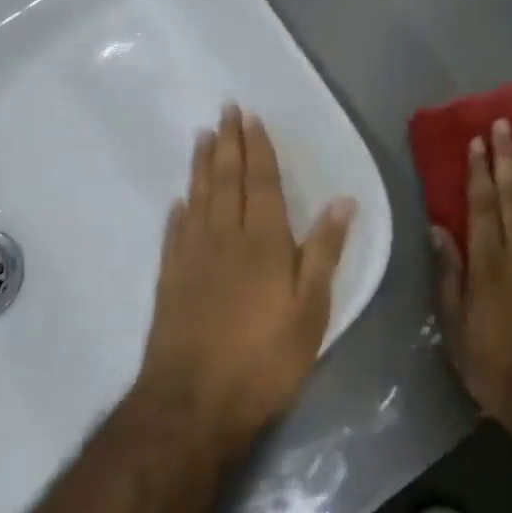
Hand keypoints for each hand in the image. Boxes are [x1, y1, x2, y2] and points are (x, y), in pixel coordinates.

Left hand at [140, 107, 355, 448]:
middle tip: (224, 111)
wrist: (195, 402)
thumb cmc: (265, 358)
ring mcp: (192, 257)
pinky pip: (175, 233)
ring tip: (202, 137)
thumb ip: (324, 252)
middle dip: (228, 143)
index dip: (257, 149)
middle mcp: (225, 238)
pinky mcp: (170, 279)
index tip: (250, 118)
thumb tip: (342, 201)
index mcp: (264, 241)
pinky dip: (179, 211)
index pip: (262, 183)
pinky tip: (180, 200)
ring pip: (198, 198)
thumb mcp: (311, 309)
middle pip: (226, 181)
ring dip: (201, 166)